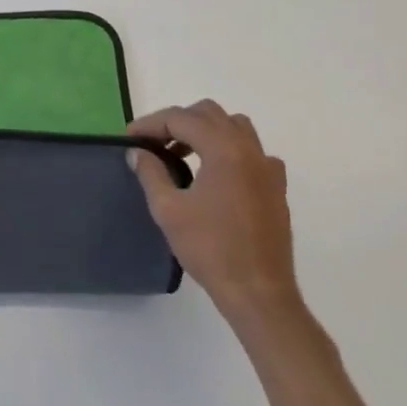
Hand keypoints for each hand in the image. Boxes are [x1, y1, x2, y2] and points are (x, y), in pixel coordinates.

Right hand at [128, 100, 298, 326]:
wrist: (258, 291)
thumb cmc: (209, 249)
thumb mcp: (168, 209)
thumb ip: (150, 172)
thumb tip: (137, 152)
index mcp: (224, 150)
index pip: (181, 118)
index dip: (150, 124)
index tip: (129, 138)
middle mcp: (250, 150)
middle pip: (209, 114)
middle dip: (177, 121)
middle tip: (153, 143)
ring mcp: (268, 168)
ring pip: (234, 127)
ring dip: (204, 131)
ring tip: (182, 154)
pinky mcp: (276, 187)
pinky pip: (252, 151)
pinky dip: (229, 150)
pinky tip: (215, 174)